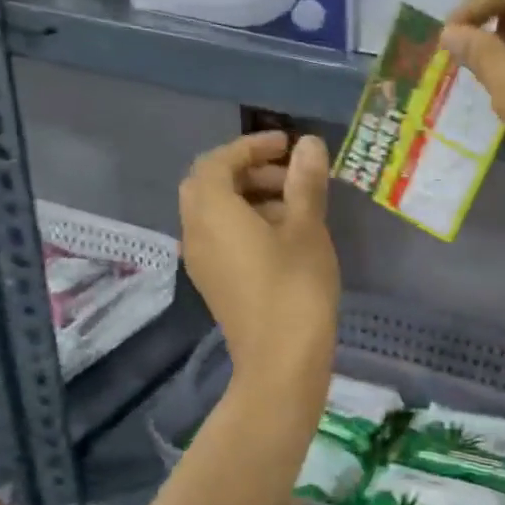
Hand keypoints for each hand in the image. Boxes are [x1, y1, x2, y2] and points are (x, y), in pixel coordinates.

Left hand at [179, 131, 338, 401]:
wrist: (281, 360)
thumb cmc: (296, 287)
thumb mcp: (307, 228)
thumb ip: (305, 182)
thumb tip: (308, 144)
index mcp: (213, 211)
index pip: (219, 161)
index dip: (251, 146)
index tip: (287, 145)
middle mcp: (196, 231)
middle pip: (209, 184)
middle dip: (248, 171)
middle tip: (289, 175)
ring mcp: (201, 260)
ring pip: (214, 212)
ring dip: (248, 197)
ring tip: (295, 206)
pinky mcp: (214, 281)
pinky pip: (220, 236)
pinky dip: (244, 222)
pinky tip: (283, 237)